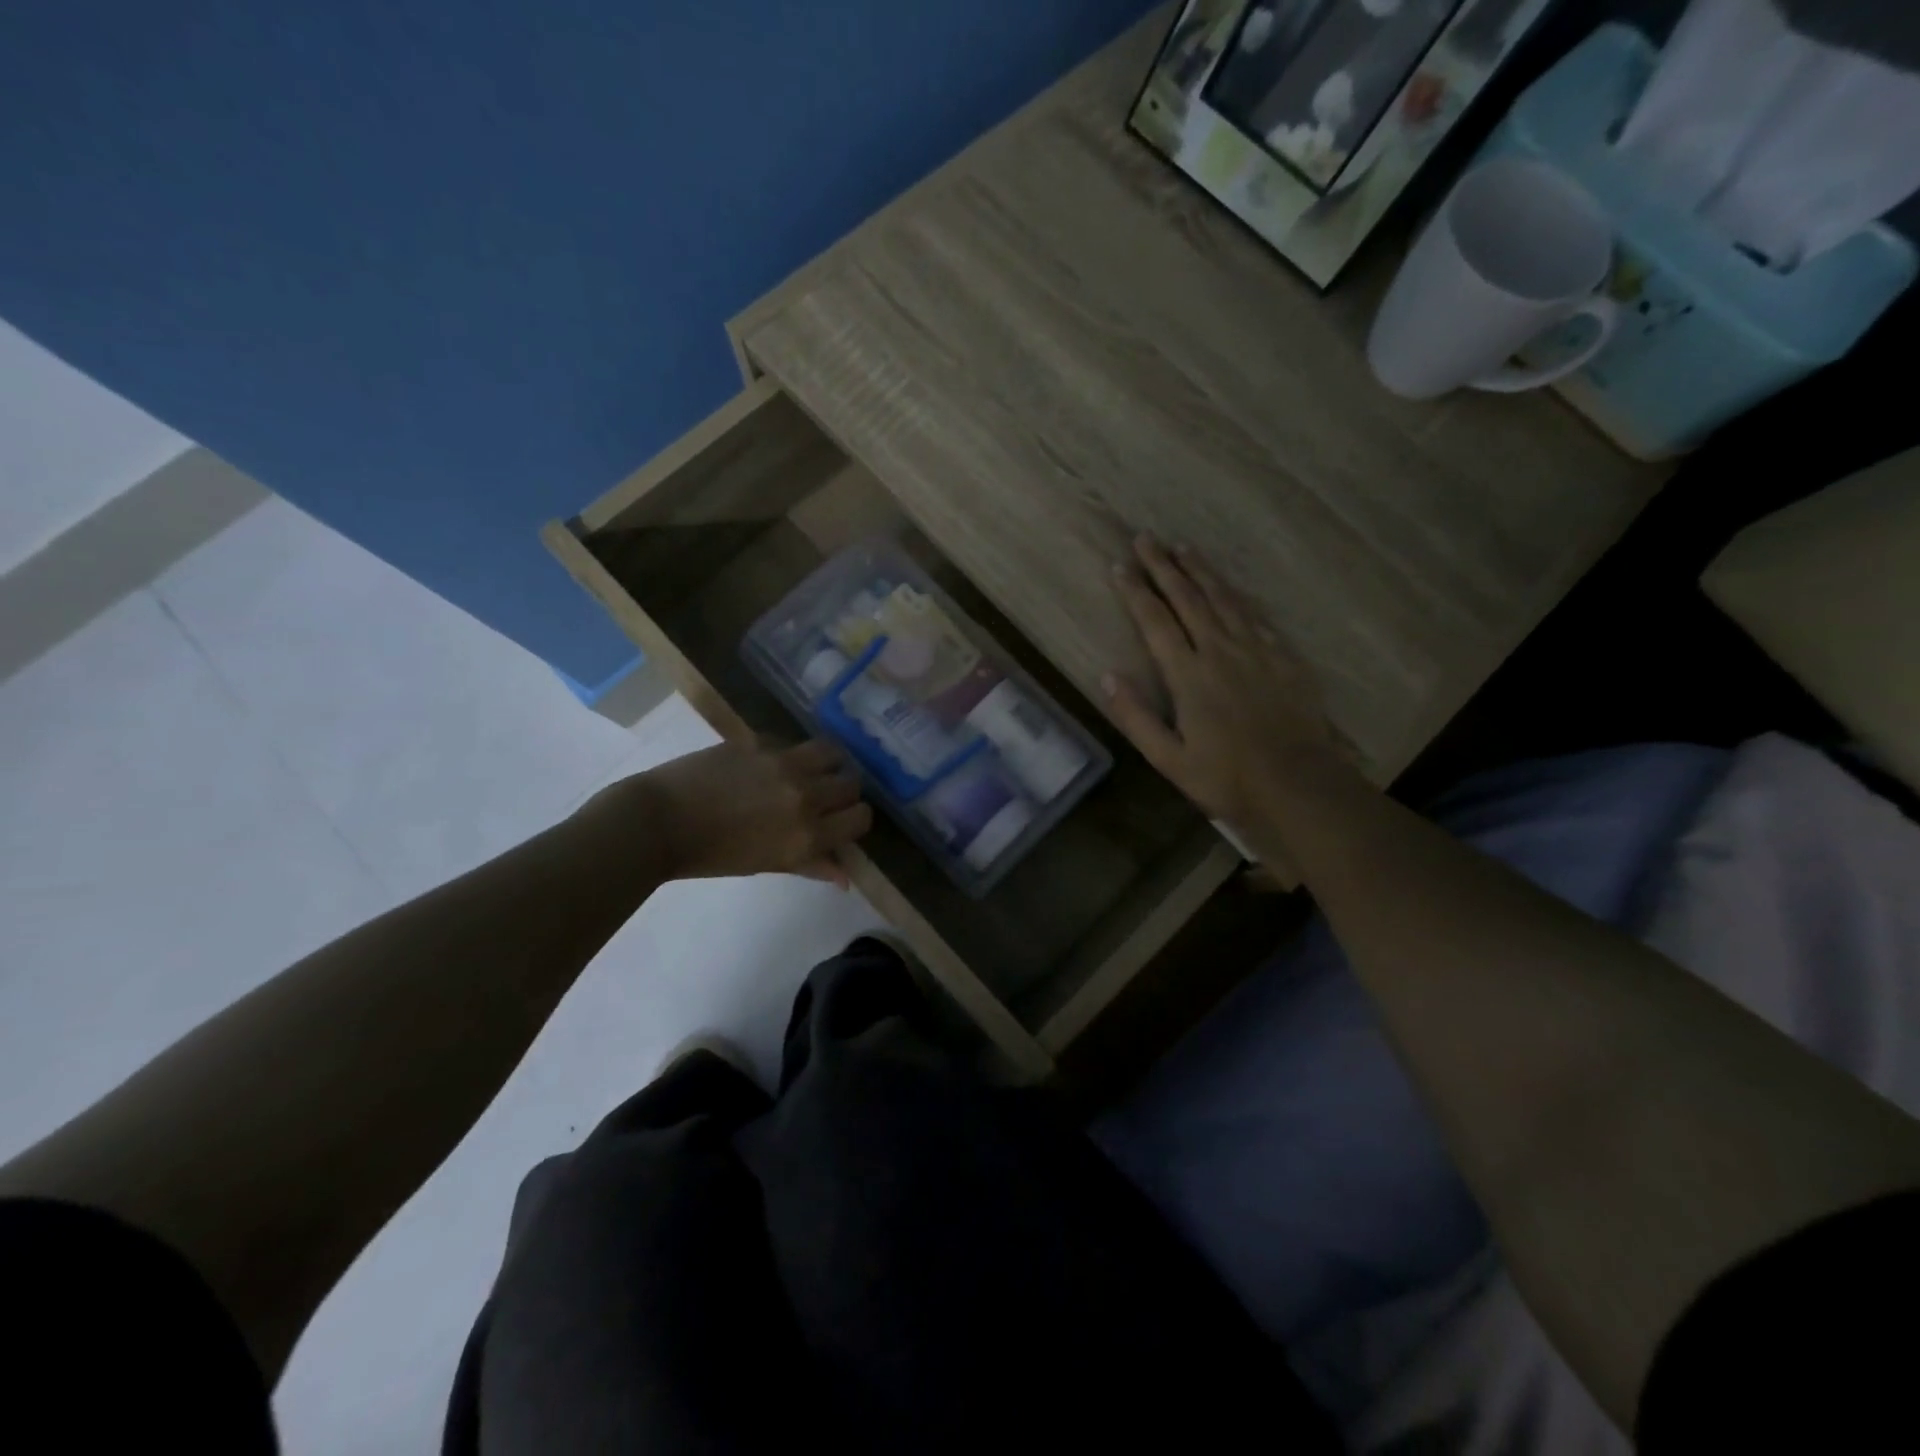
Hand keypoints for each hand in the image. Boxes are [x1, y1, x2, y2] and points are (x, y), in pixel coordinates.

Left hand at [610, 739, 872, 887]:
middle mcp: (806, 796)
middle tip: (824, 797)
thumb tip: (845, 877)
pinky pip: (793, 742)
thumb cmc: (712, 855)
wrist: (660, 821)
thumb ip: (811, 865)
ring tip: (810, 770)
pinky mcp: (761, 740)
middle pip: (851, 783)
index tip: (843, 821)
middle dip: (843, 791)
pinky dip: (791, 753)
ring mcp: (784, 763)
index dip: (855, 819)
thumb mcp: (767, 865)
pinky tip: (771, 764)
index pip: (861, 817)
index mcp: (808, 835)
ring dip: (827, 763)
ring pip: (832, 752)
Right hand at [1104, 535, 1343, 835]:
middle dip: (1164, 566)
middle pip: (1188, 598)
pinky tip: (1229, 588)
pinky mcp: (1283, 657)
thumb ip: (1136, 716)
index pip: (1156, 621)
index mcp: (1189, 675)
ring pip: (1223, 598)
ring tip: (1183, 547)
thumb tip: (1106, 676)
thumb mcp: (1168, 759)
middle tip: (1147, 537)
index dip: (1136, 592)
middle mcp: (1220, 650)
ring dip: (1200, 570)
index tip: (1120, 566)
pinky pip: (1254, 615)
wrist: (1299, 784)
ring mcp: (1256, 650)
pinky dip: (1236, 595)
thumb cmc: (1227, 777)